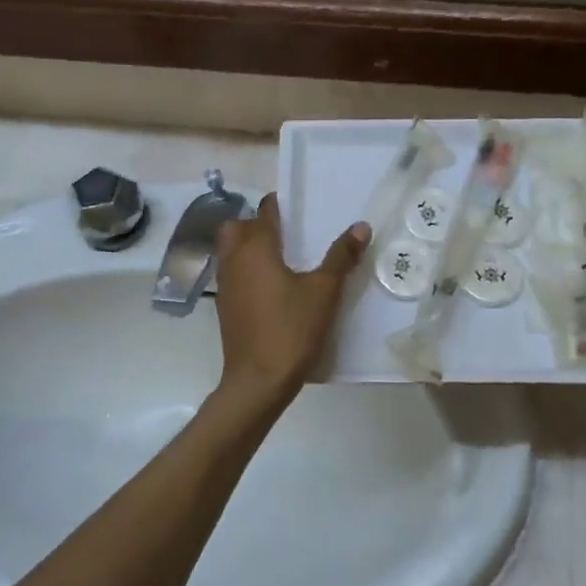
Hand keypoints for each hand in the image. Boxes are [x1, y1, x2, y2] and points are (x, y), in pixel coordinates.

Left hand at [213, 194, 369, 404]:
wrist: (258, 380)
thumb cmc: (292, 329)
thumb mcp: (324, 292)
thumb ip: (341, 257)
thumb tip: (360, 226)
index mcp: (255, 248)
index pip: (264, 212)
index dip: (280, 205)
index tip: (298, 207)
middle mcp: (234, 260)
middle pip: (237, 227)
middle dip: (256, 224)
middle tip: (287, 234)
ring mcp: (225, 285)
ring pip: (230, 251)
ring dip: (249, 247)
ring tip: (282, 259)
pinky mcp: (225, 307)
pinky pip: (233, 275)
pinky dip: (247, 270)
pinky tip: (272, 287)